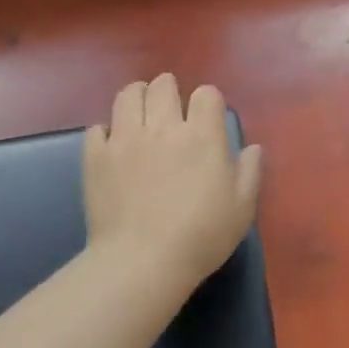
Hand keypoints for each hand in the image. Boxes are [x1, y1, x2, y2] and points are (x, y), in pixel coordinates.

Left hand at [85, 75, 262, 288]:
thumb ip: (250, 172)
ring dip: (138, 98)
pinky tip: (114, 146)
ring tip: (141, 116)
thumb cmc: (201, 236)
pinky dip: (107, 131)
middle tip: (172, 112)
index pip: (206, 93)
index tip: (207, 119)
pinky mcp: (96, 157)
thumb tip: (252, 148)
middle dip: (170, 91)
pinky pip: (97, 127)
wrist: (142, 262)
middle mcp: (163, 127)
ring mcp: (125, 139)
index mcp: (202, 135)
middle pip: (163, 85)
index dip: (208, 102)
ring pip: (128, 95)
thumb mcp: (242, 208)